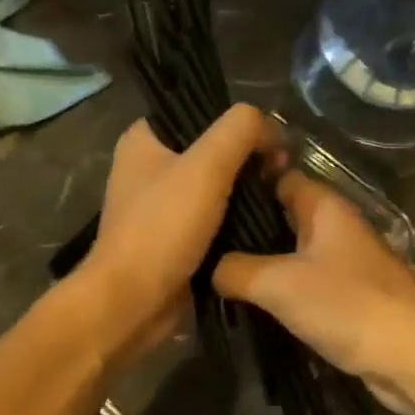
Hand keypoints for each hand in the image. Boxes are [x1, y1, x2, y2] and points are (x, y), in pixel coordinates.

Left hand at [78, 105, 279, 359]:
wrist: (133, 302)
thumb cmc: (164, 227)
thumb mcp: (207, 166)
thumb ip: (241, 130)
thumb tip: (271, 127)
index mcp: (144, 139)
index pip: (200, 111)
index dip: (240, 122)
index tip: (272, 142)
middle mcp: (148, 167)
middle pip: (211, 148)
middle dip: (249, 158)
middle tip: (282, 172)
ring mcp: (159, 205)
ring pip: (215, 185)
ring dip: (246, 191)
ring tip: (280, 195)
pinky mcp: (173, 237)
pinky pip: (213, 217)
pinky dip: (237, 219)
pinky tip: (265, 222)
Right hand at [214, 172, 414, 414]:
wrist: (413, 358)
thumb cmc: (348, 306)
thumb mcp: (280, 284)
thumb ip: (237, 270)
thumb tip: (208, 267)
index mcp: (325, 207)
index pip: (279, 177)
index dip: (244, 183)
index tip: (202, 196)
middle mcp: (336, 227)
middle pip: (283, 216)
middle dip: (245, 227)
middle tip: (198, 240)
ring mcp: (344, 263)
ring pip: (291, 252)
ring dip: (260, 262)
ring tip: (211, 271)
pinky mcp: (347, 297)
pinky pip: (304, 283)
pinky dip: (280, 289)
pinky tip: (249, 302)